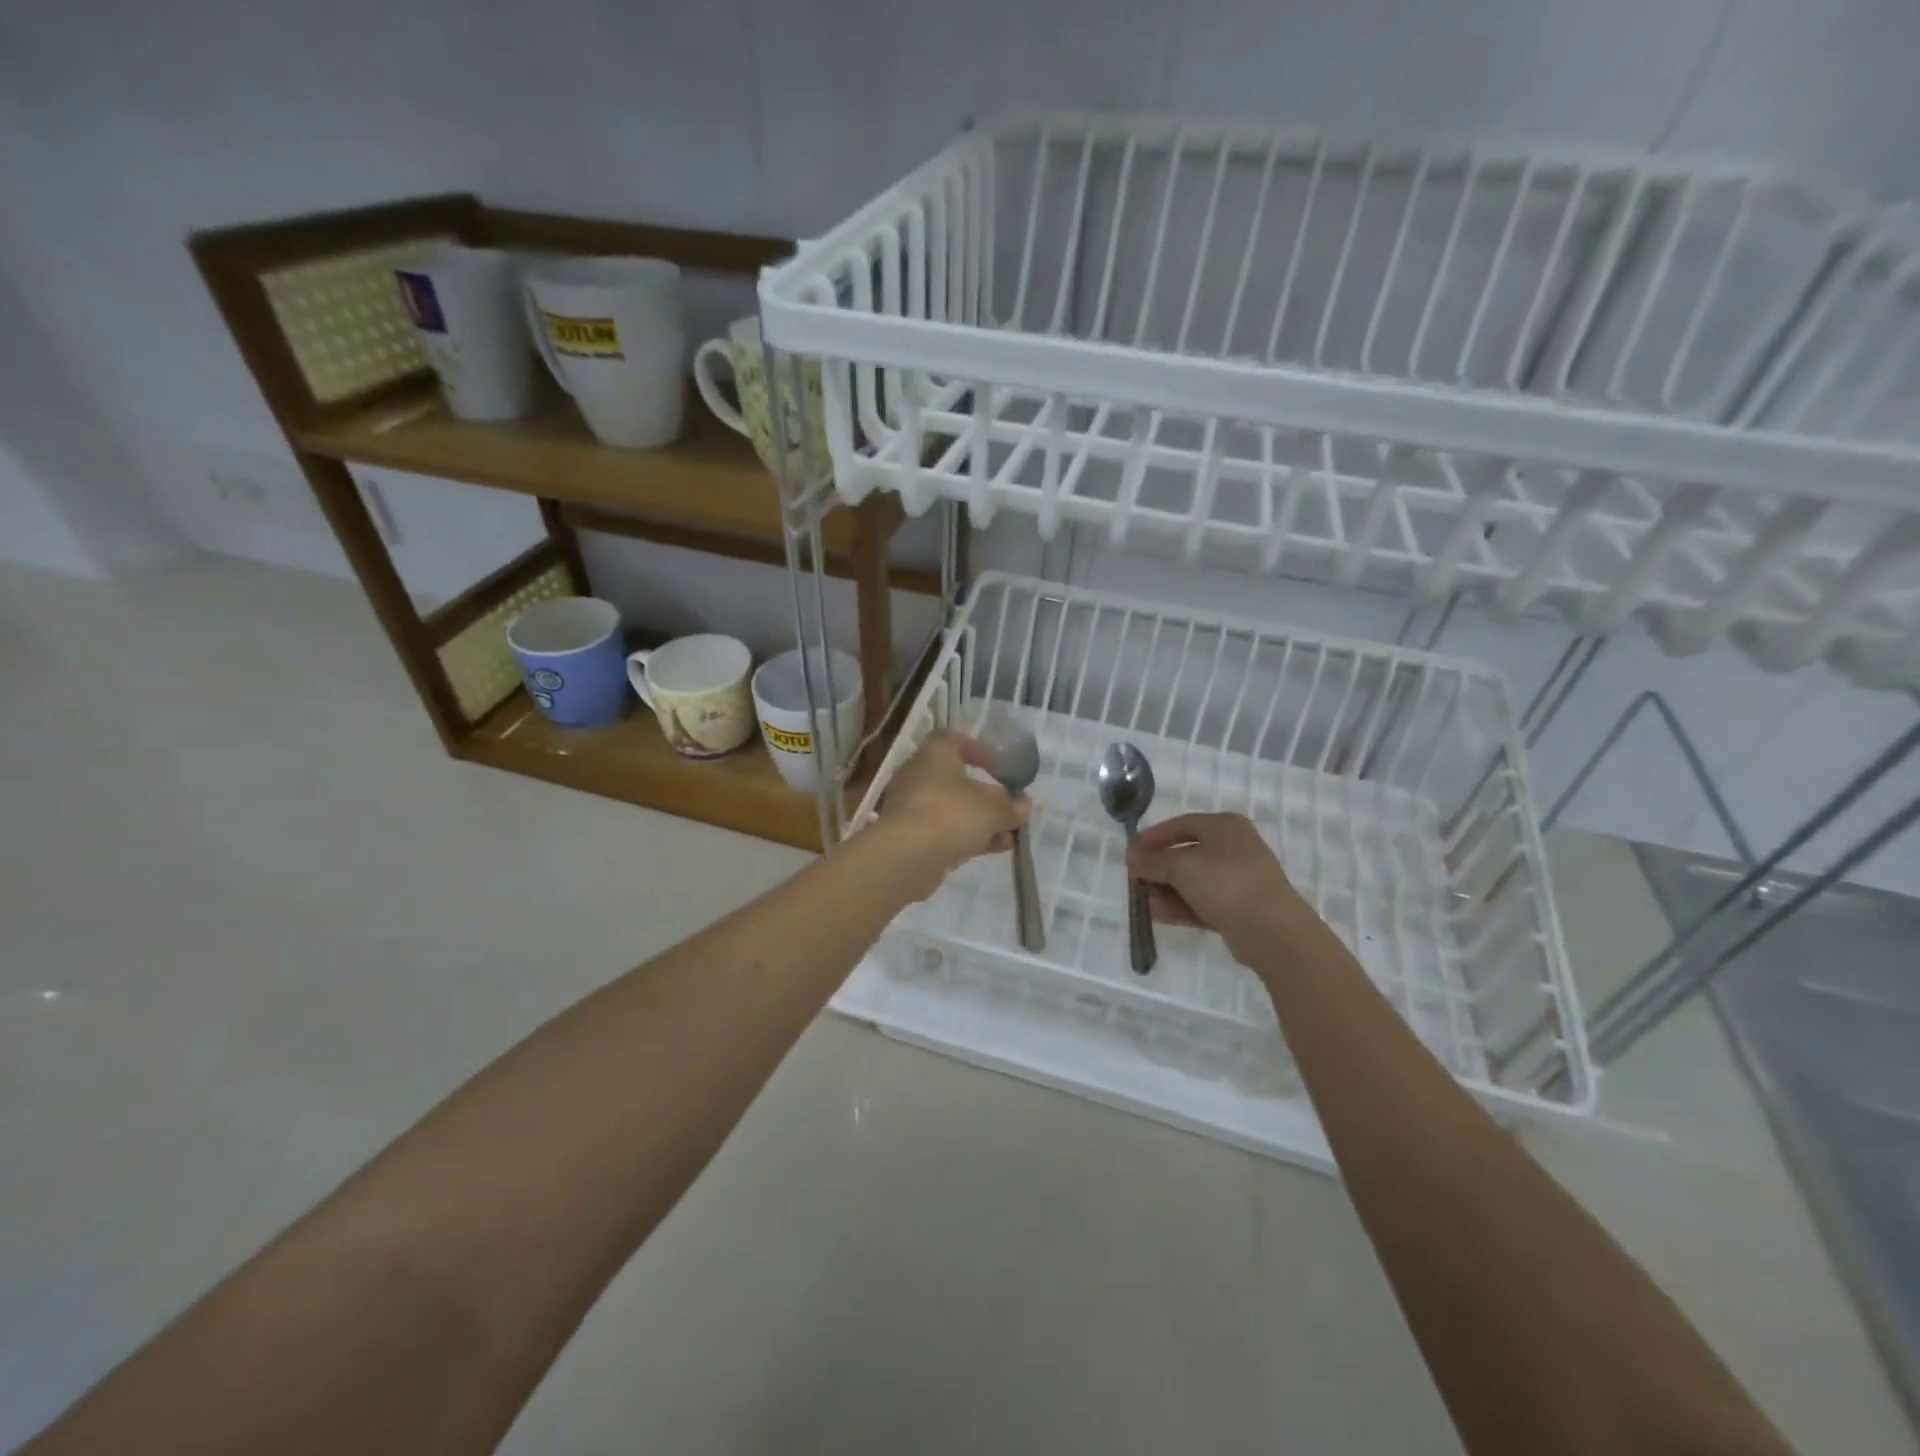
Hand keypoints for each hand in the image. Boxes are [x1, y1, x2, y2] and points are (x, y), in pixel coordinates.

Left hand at [873, 730, 1029, 896]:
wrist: (906, 857)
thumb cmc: (952, 814)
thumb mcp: (993, 808)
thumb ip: (1011, 805)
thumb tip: (1023, 804)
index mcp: (934, 754)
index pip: (952, 739)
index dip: (978, 749)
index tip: (999, 766)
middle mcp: (917, 775)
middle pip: (955, 779)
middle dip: (985, 795)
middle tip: (1008, 806)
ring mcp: (911, 807)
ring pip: (952, 809)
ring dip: (981, 821)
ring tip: (1010, 835)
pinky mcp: (909, 836)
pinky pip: (944, 830)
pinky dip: (968, 836)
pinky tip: (995, 849)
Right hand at [1127, 812, 1309, 959]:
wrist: (1271, 930)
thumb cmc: (1224, 883)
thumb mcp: (1180, 866)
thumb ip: (1152, 861)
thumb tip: (1133, 859)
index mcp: (1224, 826)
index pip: (1181, 824)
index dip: (1153, 837)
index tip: (1130, 852)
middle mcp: (1234, 847)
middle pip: (1186, 853)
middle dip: (1158, 868)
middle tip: (1134, 880)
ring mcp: (1239, 879)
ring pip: (1194, 881)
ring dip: (1166, 890)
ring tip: (1142, 902)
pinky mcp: (1240, 908)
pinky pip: (1203, 902)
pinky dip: (1181, 906)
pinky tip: (1158, 915)